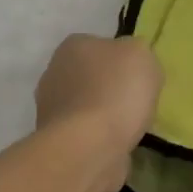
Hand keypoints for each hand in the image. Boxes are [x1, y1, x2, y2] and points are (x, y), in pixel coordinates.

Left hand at [35, 35, 161, 157]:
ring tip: (129, 125)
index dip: (121, 58)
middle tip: (135, 99)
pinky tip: (116, 142)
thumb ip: (136, 50)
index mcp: (72, 46)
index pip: (100, 44)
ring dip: (103, 113)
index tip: (138, 75)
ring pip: (85, 105)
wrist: (90, 147)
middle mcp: (54, 73)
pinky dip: (99, 136)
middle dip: (109, 86)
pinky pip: (84, 132)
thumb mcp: (142, 55)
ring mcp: (50, 109)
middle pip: (90, 75)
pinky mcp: (55, 140)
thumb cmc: (117, 91)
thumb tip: (130, 60)